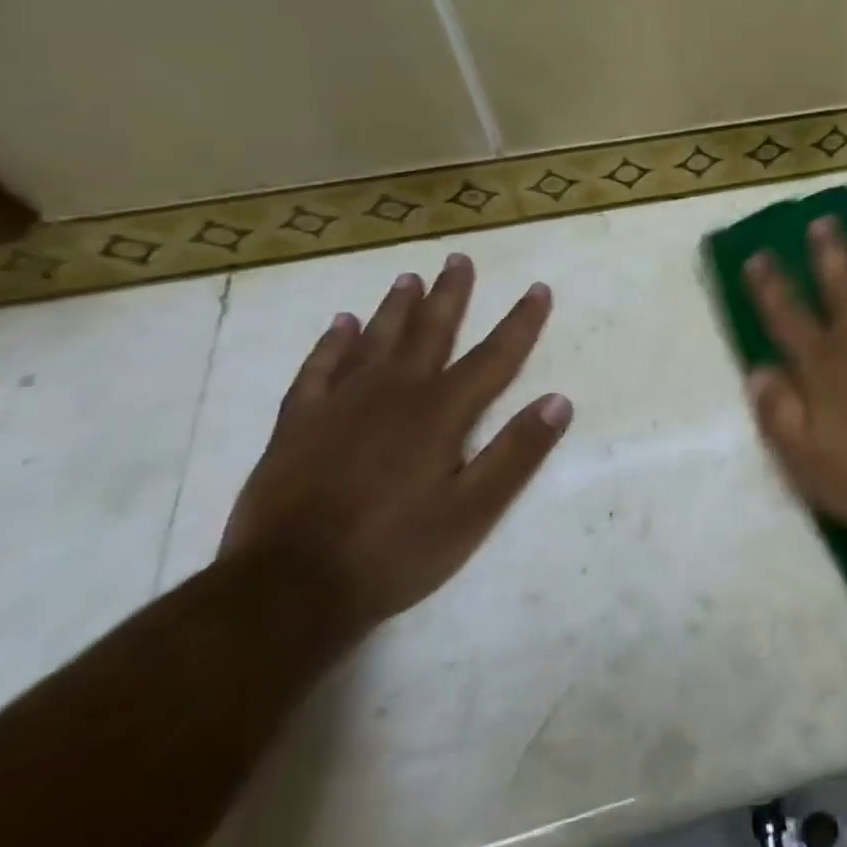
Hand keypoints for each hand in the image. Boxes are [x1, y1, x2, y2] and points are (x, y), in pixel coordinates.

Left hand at [220, 253, 570, 636]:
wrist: (286, 589)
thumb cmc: (394, 551)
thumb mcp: (473, 511)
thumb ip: (517, 453)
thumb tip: (560, 401)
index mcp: (441, 411)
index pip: (494, 355)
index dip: (521, 321)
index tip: (538, 288)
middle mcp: (395, 392)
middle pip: (430, 331)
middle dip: (451, 294)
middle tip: (458, 258)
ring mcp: (341, 405)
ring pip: (375, 340)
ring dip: (396, 307)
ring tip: (409, 278)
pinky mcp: (297, 425)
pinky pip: (317, 370)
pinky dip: (331, 344)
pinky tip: (339, 324)